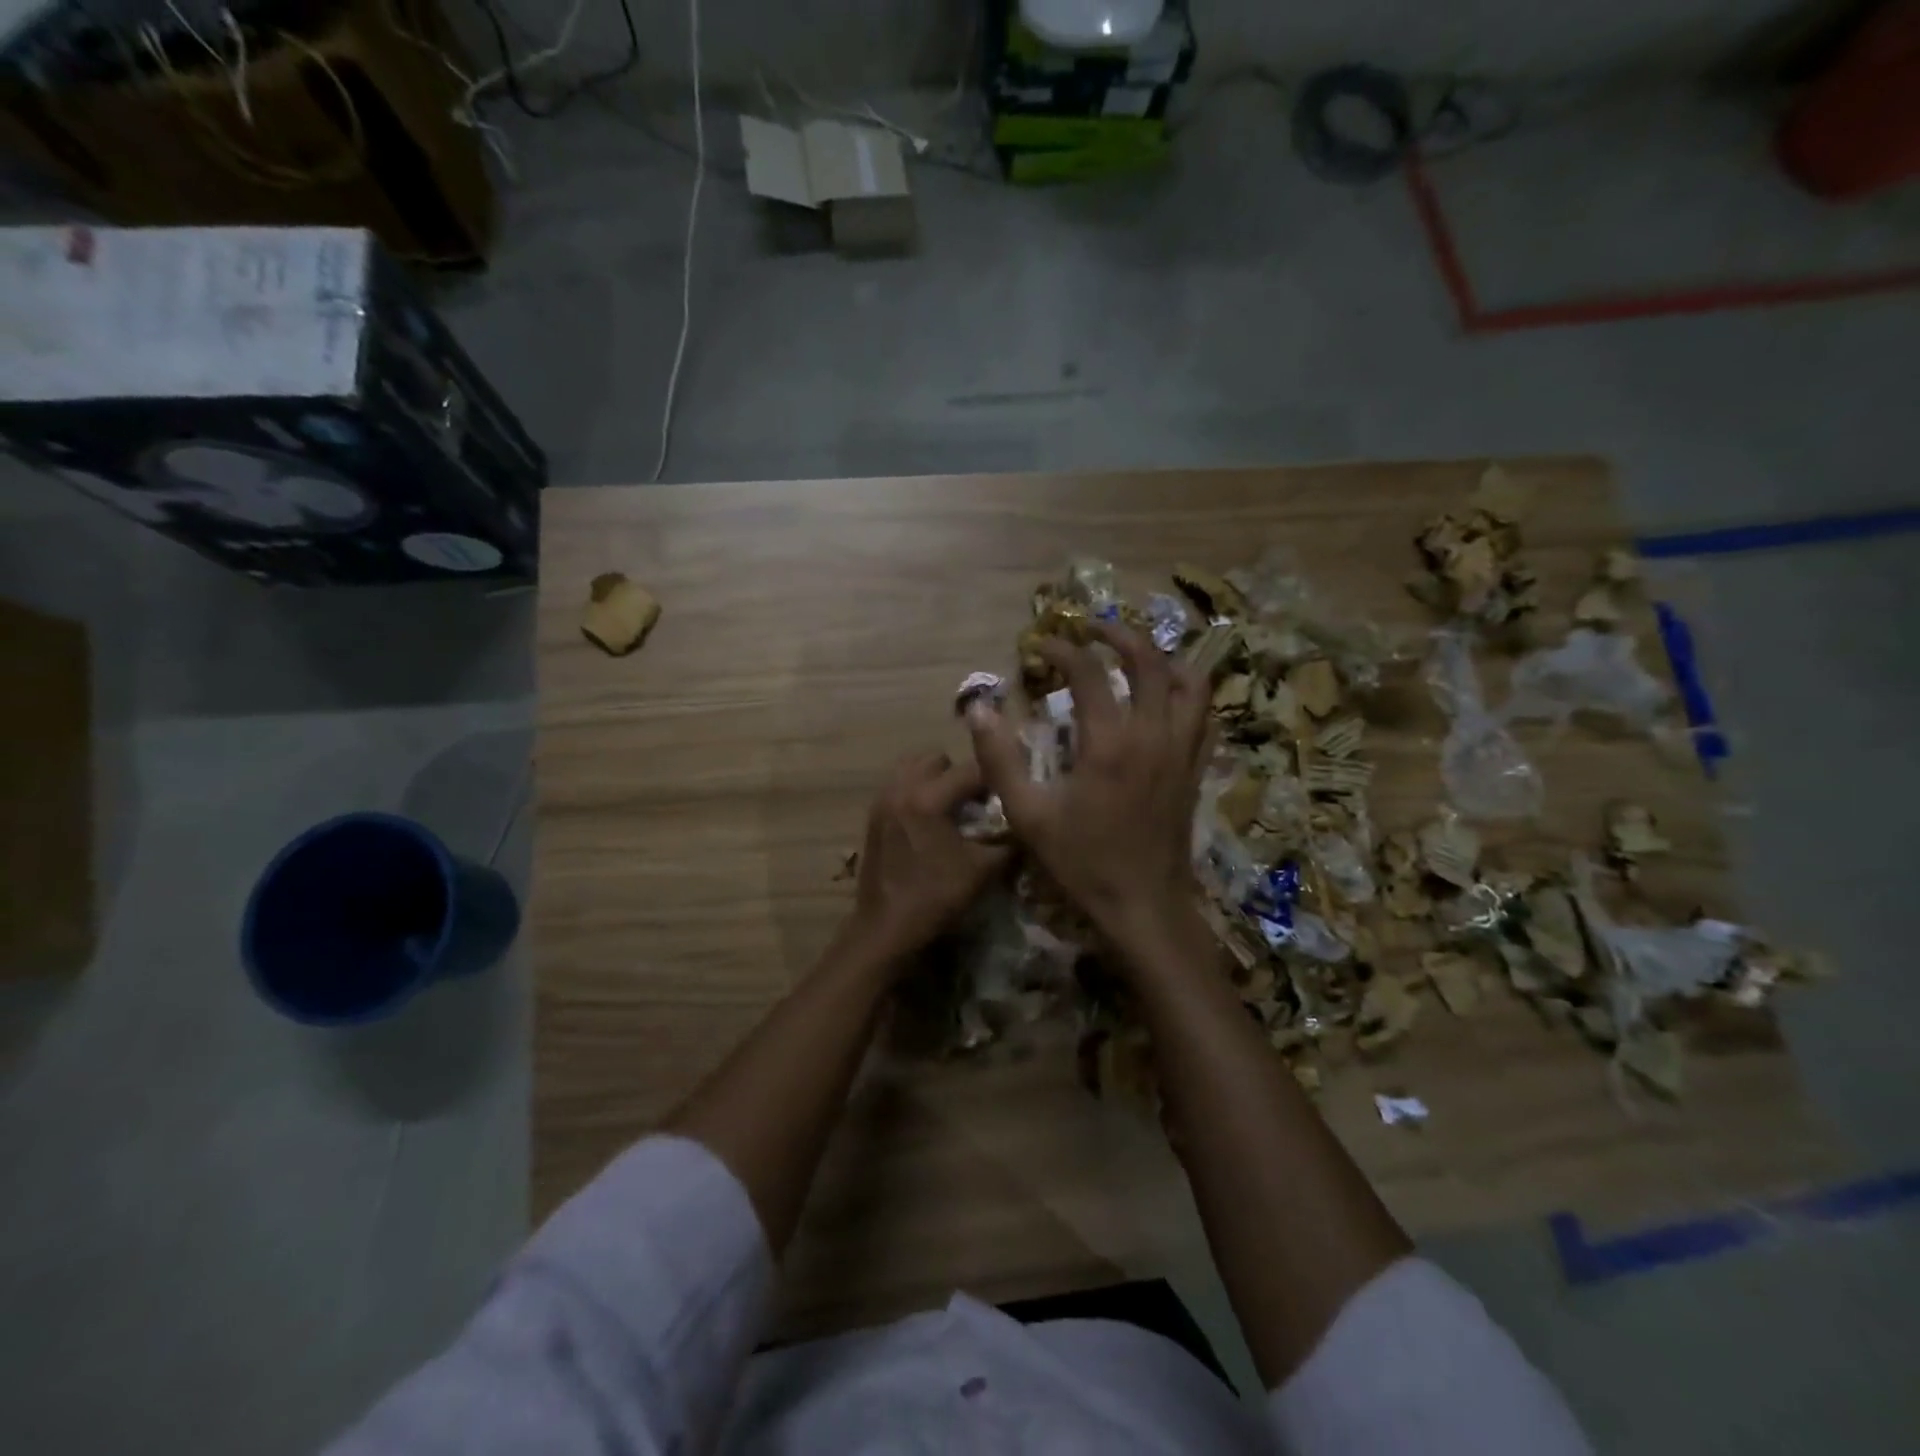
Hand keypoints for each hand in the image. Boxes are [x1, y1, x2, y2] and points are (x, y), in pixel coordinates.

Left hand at [847, 751, 1010, 965]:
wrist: (886, 928)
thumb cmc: (935, 897)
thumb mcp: (983, 870)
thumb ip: (1009, 841)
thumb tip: (1028, 825)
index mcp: (928, 798)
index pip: (971, 769)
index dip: (996, 777)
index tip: (1010, 790)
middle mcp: (901, 788)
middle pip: (938, 759)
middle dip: (960, 774)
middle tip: (976, 801)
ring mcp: (882, 800)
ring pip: (912, 767)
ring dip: (935, 779)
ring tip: (951, 807)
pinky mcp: (873, 815)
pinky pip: (898, 785)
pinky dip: (916, 791)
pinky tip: (929, 821)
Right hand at [967, 621, 1210, 957]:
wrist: (1144, 906)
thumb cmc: (1083, 863)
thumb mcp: (1028, 815)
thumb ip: (999, 759)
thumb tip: (978, 708)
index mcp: (1110, 743)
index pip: (1088, 672)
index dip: (1062, 649)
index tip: (1040, 645)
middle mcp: (1153, 735)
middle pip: (1149, 661)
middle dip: (1118, 636)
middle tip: (1091, 631)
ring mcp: (1182, 751)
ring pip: (1189, 682)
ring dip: (1162, 658)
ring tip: (1134, 656)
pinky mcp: (1194, 769)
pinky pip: (1204, 715)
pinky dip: (1187, 693)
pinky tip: (1166, 698)